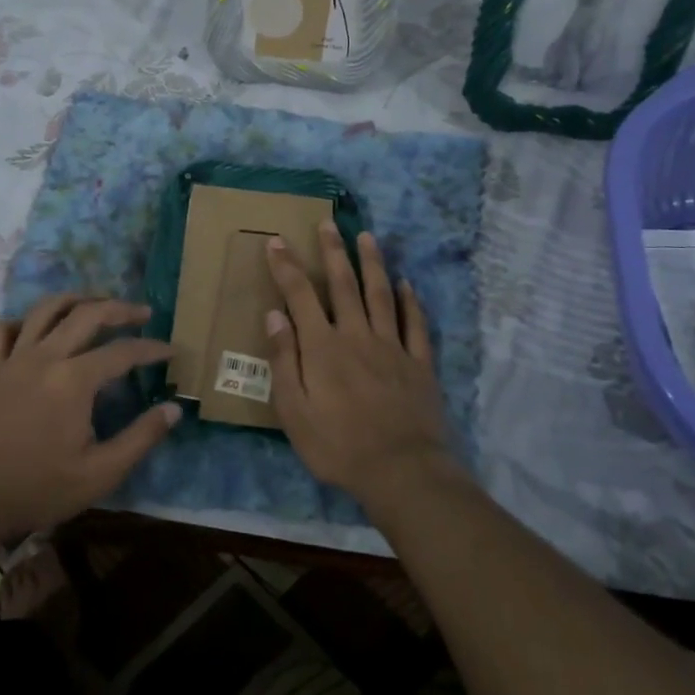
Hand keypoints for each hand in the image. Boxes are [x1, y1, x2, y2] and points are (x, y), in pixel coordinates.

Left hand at [0, 294, 178, 544]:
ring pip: (46, 309)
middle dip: (120, 309)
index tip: (172, 351)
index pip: (123, 352)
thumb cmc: (39, 489)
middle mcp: (45, 357)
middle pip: (87, 314)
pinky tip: (36, 330)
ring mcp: (14, 360)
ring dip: (76, 300)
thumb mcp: (100, 473)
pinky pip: (3, 330)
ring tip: (97, 305)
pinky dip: (22, 322)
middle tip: (143, 313)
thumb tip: (174, 408)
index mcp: (74, 380)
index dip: (152, 349)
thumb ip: (141, 437)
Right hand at [263, 221, 455, 506]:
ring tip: (367, 236)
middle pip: (344, 284)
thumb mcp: (294, 411)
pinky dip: (410, 301)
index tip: (277, 241)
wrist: (401, 471)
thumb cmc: (338, 445)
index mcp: (323, 347)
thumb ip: (284, 361)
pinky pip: (415, 324)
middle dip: (332, 251)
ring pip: (381, 294)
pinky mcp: (419, 363)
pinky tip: (407, 284)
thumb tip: (275, 315)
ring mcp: (392, 346)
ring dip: (372, 263)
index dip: (287, 266)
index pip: (300, 296)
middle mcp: (357, 335)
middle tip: (327, 223)